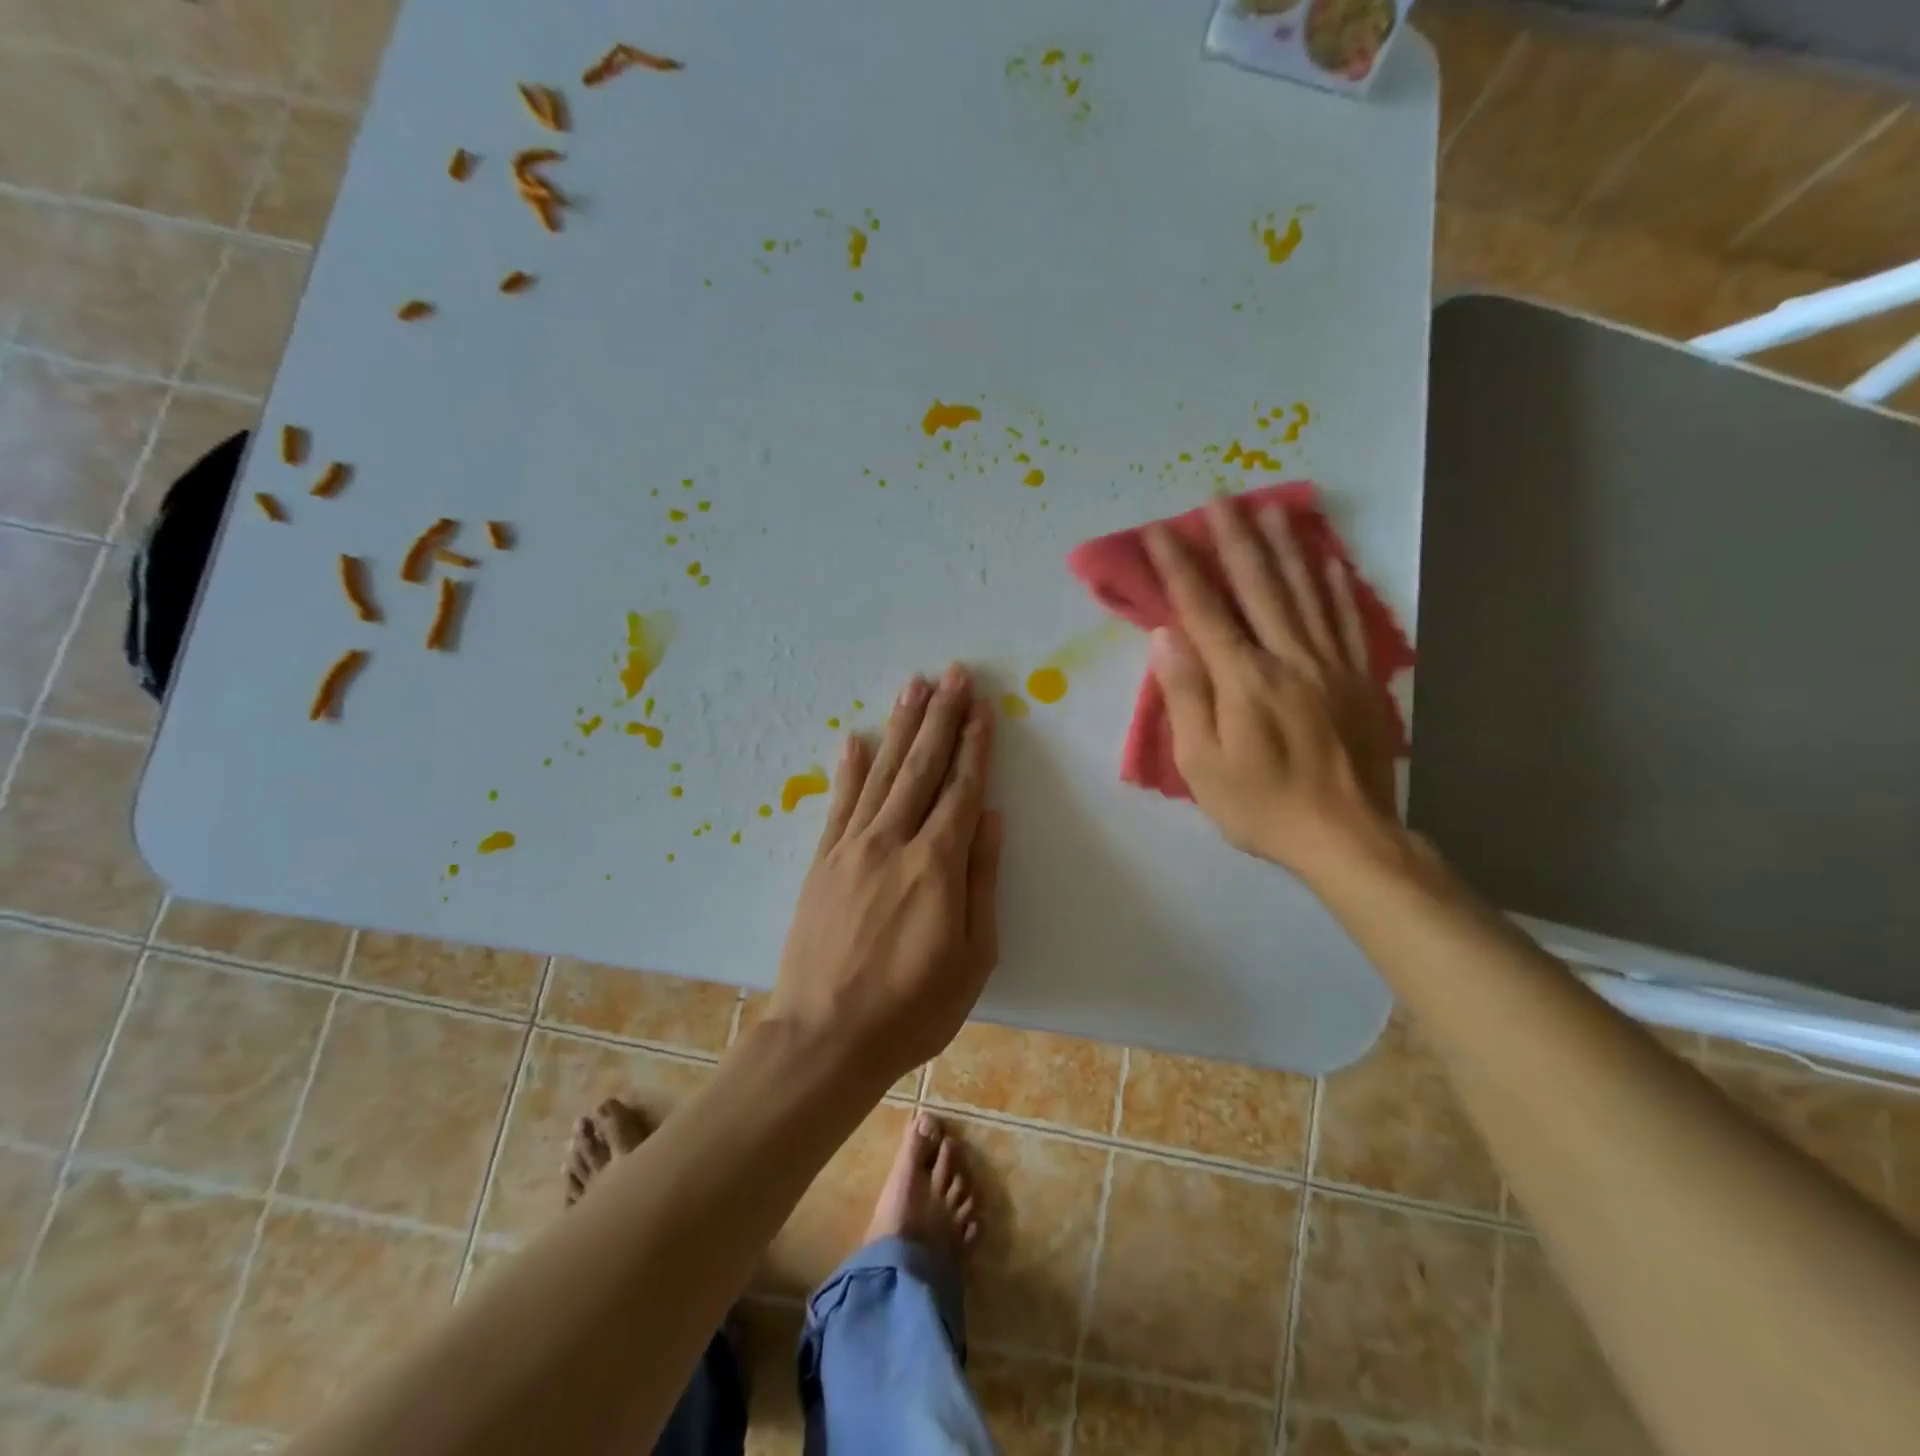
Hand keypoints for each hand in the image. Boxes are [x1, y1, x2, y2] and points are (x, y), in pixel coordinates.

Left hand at [769, 665, 1002, 1089]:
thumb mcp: (972, 957)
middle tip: (954, 674)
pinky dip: (847, 769)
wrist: (824, 1039)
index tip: (982, 706)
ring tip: (914, 687)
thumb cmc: (912, 1008)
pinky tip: (853, 739)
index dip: (974, 745)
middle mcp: (893, 842)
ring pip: (881, 773)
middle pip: (922, 767)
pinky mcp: (820, 862)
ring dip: (900, 728)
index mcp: (937, 865)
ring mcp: (850, 848)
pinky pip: (838, 804)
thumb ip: (982, 881)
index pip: (961, 789)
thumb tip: (990, 818)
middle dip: (941, 717)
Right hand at [1144, 496, 1401, 884]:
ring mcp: (1330, 664)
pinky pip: (1347, 620)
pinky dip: (1337, 585)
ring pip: (1306, 591)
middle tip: (1220, 496)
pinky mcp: (1359, 678)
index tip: (1161, 531)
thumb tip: (1166, 636)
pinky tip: (1329, 559)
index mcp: (1244, 679)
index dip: (1180, 567)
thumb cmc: (1261, 805)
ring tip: (1271, 507)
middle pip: (1259, 586)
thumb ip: (1186, 695)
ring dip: (1286, 546)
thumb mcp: (1202, 764)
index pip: (1204, 610)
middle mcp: (1289, 657)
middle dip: (1234, 539)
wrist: (1346, 837)